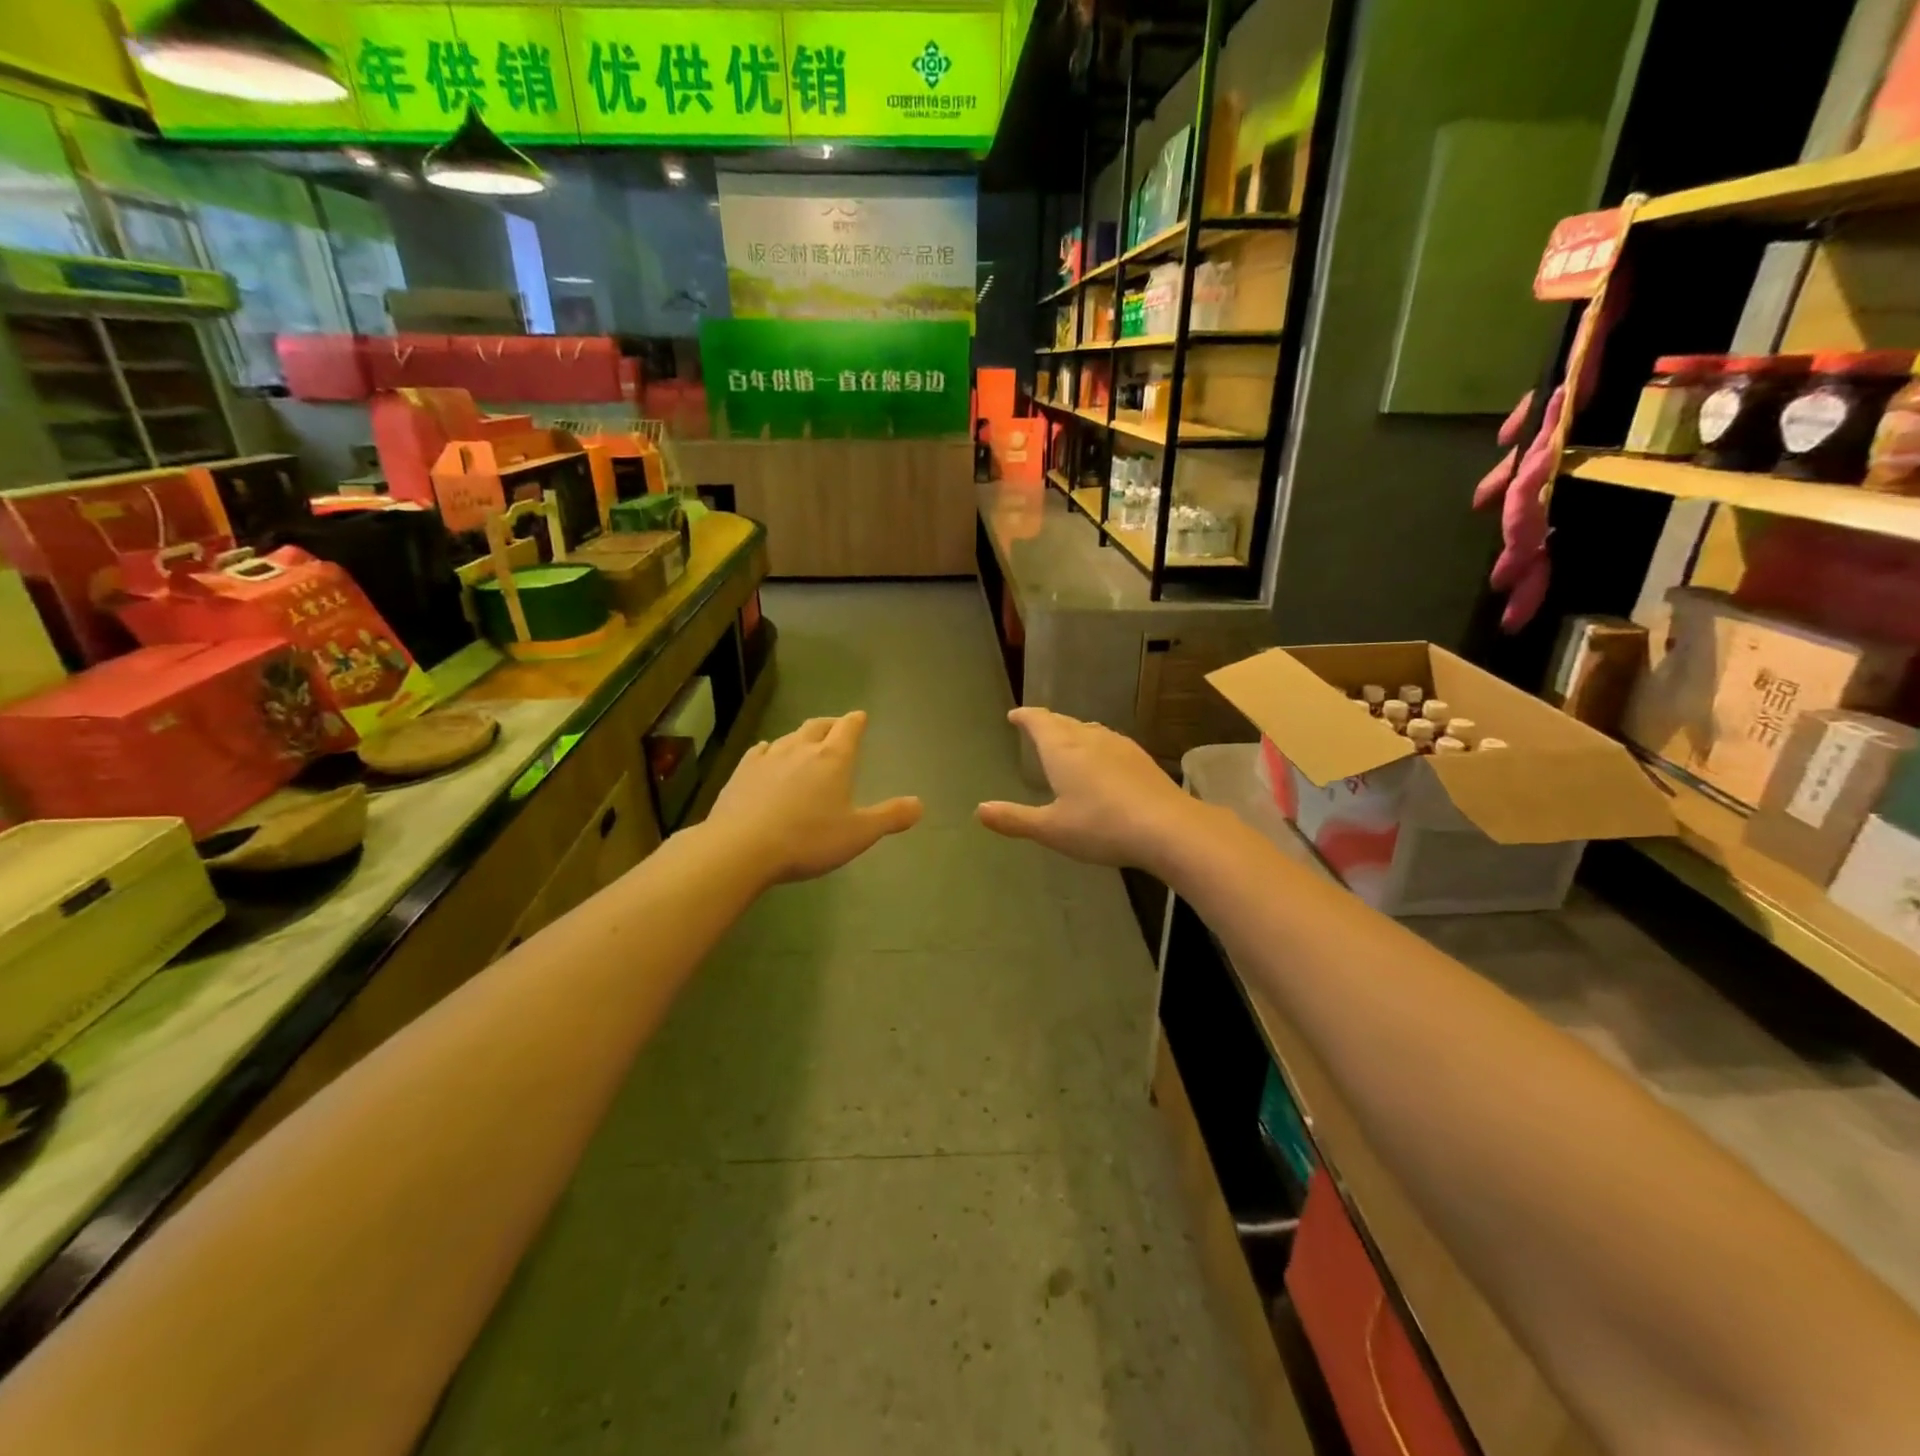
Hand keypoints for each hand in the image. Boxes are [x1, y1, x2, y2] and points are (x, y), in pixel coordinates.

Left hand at [707, 711, 920, 884]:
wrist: (741, 847)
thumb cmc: (807, 839)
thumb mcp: (858, 834)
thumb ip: (890, 817)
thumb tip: (919, 804)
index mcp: (833, 759)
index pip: (849, 728)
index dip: (856, 721)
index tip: (860, 717)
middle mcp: (801, 748)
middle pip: (818, 726)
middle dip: (830, 725)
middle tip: (836, 728)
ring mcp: (768, 757)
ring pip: (789, 737)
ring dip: (801, 737)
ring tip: (805, 743)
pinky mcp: (741, 771)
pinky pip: (760, 751)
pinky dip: (770, 750)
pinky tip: (767, 755)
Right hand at [977, 707, 1200, 871]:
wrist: (1167, 827)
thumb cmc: (1100, 826)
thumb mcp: (1051, 829)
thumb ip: (1015, 819)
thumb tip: (979, 810)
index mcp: (1062, 750)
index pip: (1039, 722)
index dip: (1025, 717)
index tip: (1015, 715)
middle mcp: (1090, 739)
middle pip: (1064, 722)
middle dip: (1048, 722)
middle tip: (1037, 726)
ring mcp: (1119, 746)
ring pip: (1090, 730)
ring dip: (1074, 731)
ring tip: (1067, 740)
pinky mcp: (1141, 759)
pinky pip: (1110, 742)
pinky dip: (1097, 744)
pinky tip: (1104, 760)